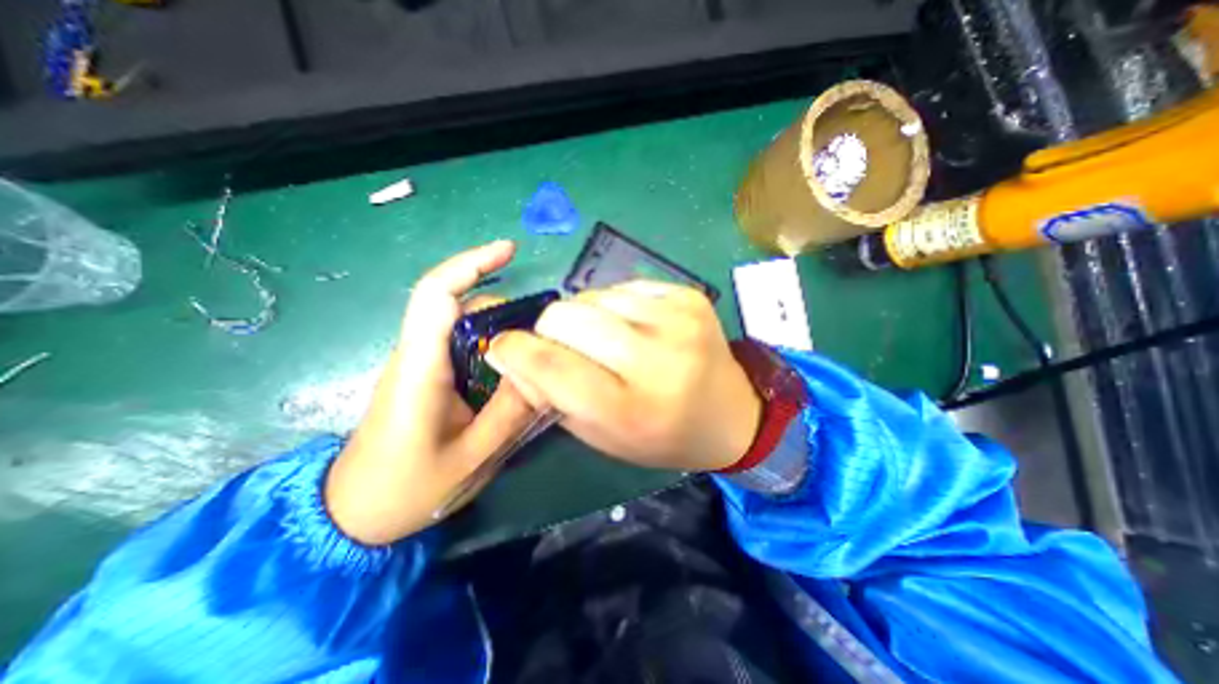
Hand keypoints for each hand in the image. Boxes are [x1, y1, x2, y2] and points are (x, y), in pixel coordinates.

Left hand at [327, 241, 535, 544]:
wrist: (354, 515)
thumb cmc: (406, 489)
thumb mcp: (472, 457)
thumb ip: (512, 412)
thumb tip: (547, 371)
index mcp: (420, 370)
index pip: (436, 296)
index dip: (470, 264)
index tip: (509, 251)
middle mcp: (417, 356)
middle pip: (460, 306)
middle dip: (505, 307)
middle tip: (545, 333)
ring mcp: (421, 365)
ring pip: (465, 326)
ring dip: (503, 328)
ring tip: (538, 352)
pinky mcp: (428, 376)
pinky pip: (465, 346)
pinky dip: (495, 346)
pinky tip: (518, 368)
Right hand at [490, 279, 759, 473]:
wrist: (731, 414)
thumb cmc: (662, 435)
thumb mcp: (602, 436)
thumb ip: (551, 397)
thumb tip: (512, 356)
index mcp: (629, 408)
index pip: (550, 366)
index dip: (514, 351)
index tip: (503, 348)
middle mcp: (654, 359)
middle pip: (565, 317)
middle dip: (548, 331)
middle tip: (563, 347)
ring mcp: (677, 320)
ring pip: (590, 296)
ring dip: (583, 317)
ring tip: (605, 339)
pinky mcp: (688, 295)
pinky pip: (623, 286)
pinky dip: (613, 305)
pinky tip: (632, 326)